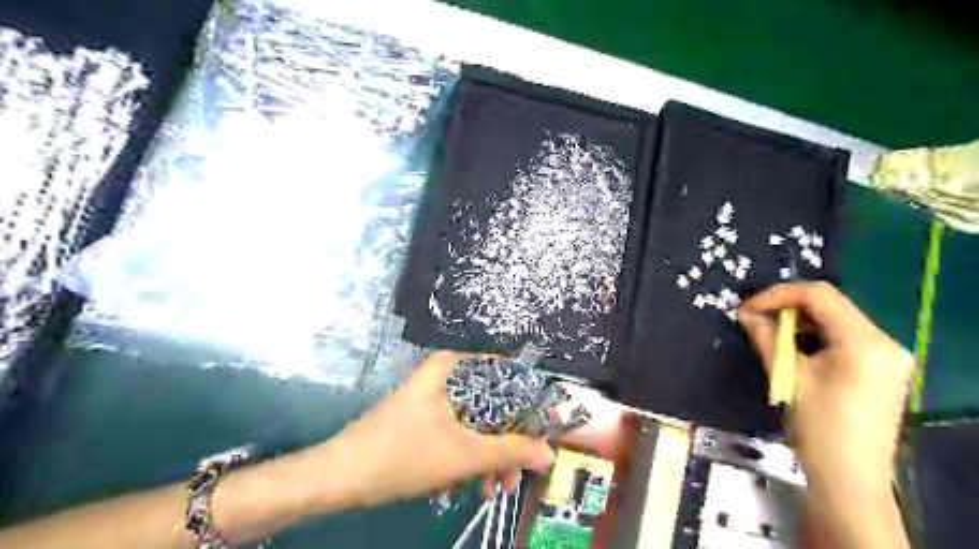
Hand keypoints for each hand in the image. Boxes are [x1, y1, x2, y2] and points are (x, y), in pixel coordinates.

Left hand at [329, 351, 558, 505]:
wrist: (341, 476)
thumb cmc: (403, 454)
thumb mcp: (464, 454)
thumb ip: (510, 451)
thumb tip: (549, 452)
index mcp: (453, 367)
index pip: (506, 375)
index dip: (528, 404)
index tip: (543, 432)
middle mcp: (445, 375)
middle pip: (493, 402)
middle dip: (507, 441)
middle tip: (518, 471)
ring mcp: (434, 397)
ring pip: (477, 421)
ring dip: (490, 455)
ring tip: (496, 488)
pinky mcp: (425, 418)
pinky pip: (460, 431)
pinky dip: (470, 456)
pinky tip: (474, 484)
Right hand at [739, 282, 914, 493]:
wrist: (849, 478)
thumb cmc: (818, 427)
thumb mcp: (788, 377)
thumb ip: (767, 338)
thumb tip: (745, 313)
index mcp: (865, 342)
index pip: (820, 296)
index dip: (778, 295)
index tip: (747, 307)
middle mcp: (883, 342)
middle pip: (830, 305)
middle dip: (787, 307)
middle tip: (754, 318)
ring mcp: (886, 356)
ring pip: (835, 319)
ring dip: (799, 321)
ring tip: (768, 333)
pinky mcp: (880, 368)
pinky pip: (843, 337)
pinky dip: (814, 336)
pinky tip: (793, 347)